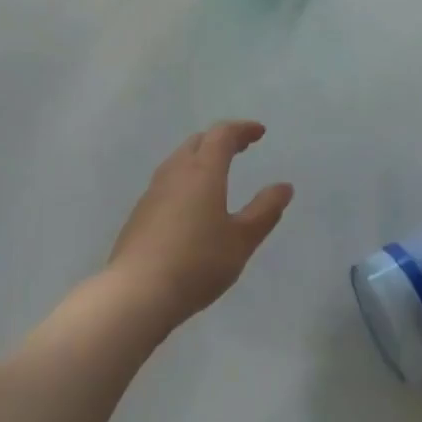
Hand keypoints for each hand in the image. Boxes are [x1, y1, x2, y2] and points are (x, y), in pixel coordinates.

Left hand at [106, 121, 293, 329]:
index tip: (259, 132)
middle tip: (241, 147)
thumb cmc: (197, 262)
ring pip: (179, 159)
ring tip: (217, 171)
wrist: (137, 292)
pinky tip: (191, 202)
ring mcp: (153, 191)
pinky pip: (167, 181)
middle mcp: (176, 172)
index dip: (242, 129)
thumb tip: (284, 187)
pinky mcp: (140, 212)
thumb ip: (264, 211)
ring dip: (201, 156)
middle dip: (221, 139)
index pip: (222, 135)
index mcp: (203, 171)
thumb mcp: (241, 240)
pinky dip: (186, 177)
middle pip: (198, 141)